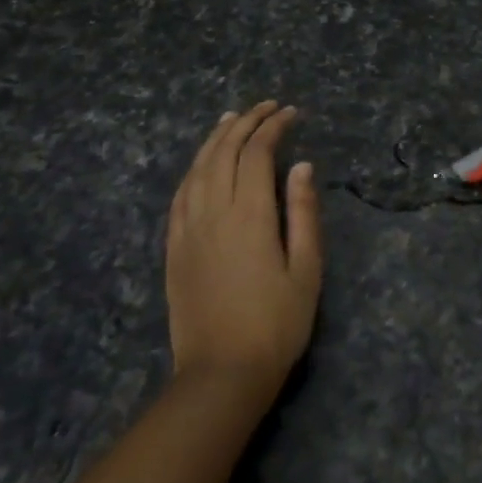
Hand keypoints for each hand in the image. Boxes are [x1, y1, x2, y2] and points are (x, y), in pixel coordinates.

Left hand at [166, 101, 322, 387]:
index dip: (274, 127)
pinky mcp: (174, 248)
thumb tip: (302, 166)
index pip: (258, 153)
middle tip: (266, 107)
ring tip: (231, 119)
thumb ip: (304, 213)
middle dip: (245, 123)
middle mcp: (213, 212)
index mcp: (250, 215)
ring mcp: (188, 230)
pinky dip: (193, 169)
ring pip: (197, 168)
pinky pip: (179, 195)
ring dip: (215, 139)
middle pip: (224, 152)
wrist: (221, 375)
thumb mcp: (307, 269)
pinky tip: (202, 164)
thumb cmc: (276, 324)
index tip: (292, 113)